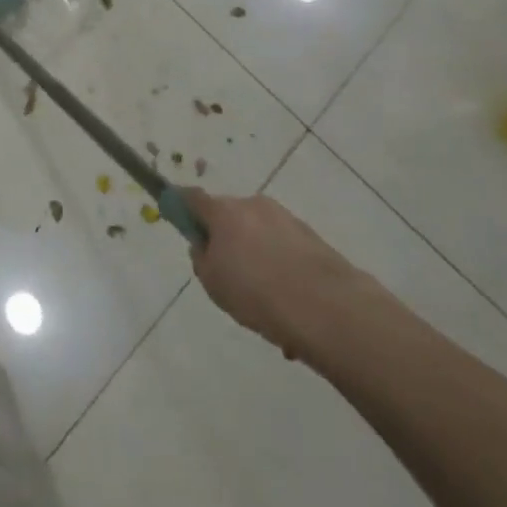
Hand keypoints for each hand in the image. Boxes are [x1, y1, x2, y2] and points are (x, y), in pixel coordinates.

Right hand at [183, 189, 366, 360]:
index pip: (192, 197)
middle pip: (229, 216)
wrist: (328, 309)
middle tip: (228, 273)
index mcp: (224, 211)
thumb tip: (205, 245)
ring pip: (259, 234)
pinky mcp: (313, 238)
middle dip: (226, 237)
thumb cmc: (257, 293)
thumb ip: (202, 258)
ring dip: (257, 255)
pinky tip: (288, 306)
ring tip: (265, 302)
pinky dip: (281, 268)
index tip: (177, 217)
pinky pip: (284, 249)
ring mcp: (286, 219)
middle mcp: (254, 205)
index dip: (181, 205)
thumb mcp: (213, 282)